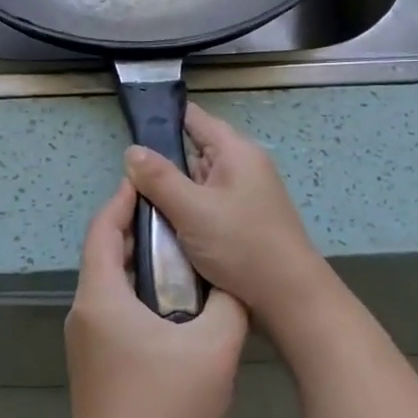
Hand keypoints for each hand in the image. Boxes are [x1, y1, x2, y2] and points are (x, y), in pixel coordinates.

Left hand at [65, 179, 248, 417]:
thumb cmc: (166, 411)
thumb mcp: (214, 349)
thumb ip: (228, 303)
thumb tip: (230, 279)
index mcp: (101, 296)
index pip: (103, 228)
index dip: (124, 199)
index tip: (151, 180)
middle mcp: (84, 311)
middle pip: (103, 253)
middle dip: (135, 229)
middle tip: (177, 216)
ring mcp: (84, 342)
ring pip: (107, 284)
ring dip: (137, 263)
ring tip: (180, 255)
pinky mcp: (92, 365)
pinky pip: (111, 310)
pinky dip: (135, 293)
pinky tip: (171, 306)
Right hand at [122, 103, 338, 336]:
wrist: (290, 298)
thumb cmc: (241, 245)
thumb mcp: (192, 209)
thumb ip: (159, 178)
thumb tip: (132, 150)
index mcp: (236, 151)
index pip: (195, 118)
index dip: (163, 119)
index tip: (131, 129)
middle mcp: (243, 166)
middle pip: (194, 152)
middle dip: (163, 165)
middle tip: (127, 182)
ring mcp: (245, 194)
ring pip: (198, 182)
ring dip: (174, 194)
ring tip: (140, 206)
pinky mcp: (244, 220)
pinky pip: (208, 205)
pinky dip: (188, 212)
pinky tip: (167, 227)